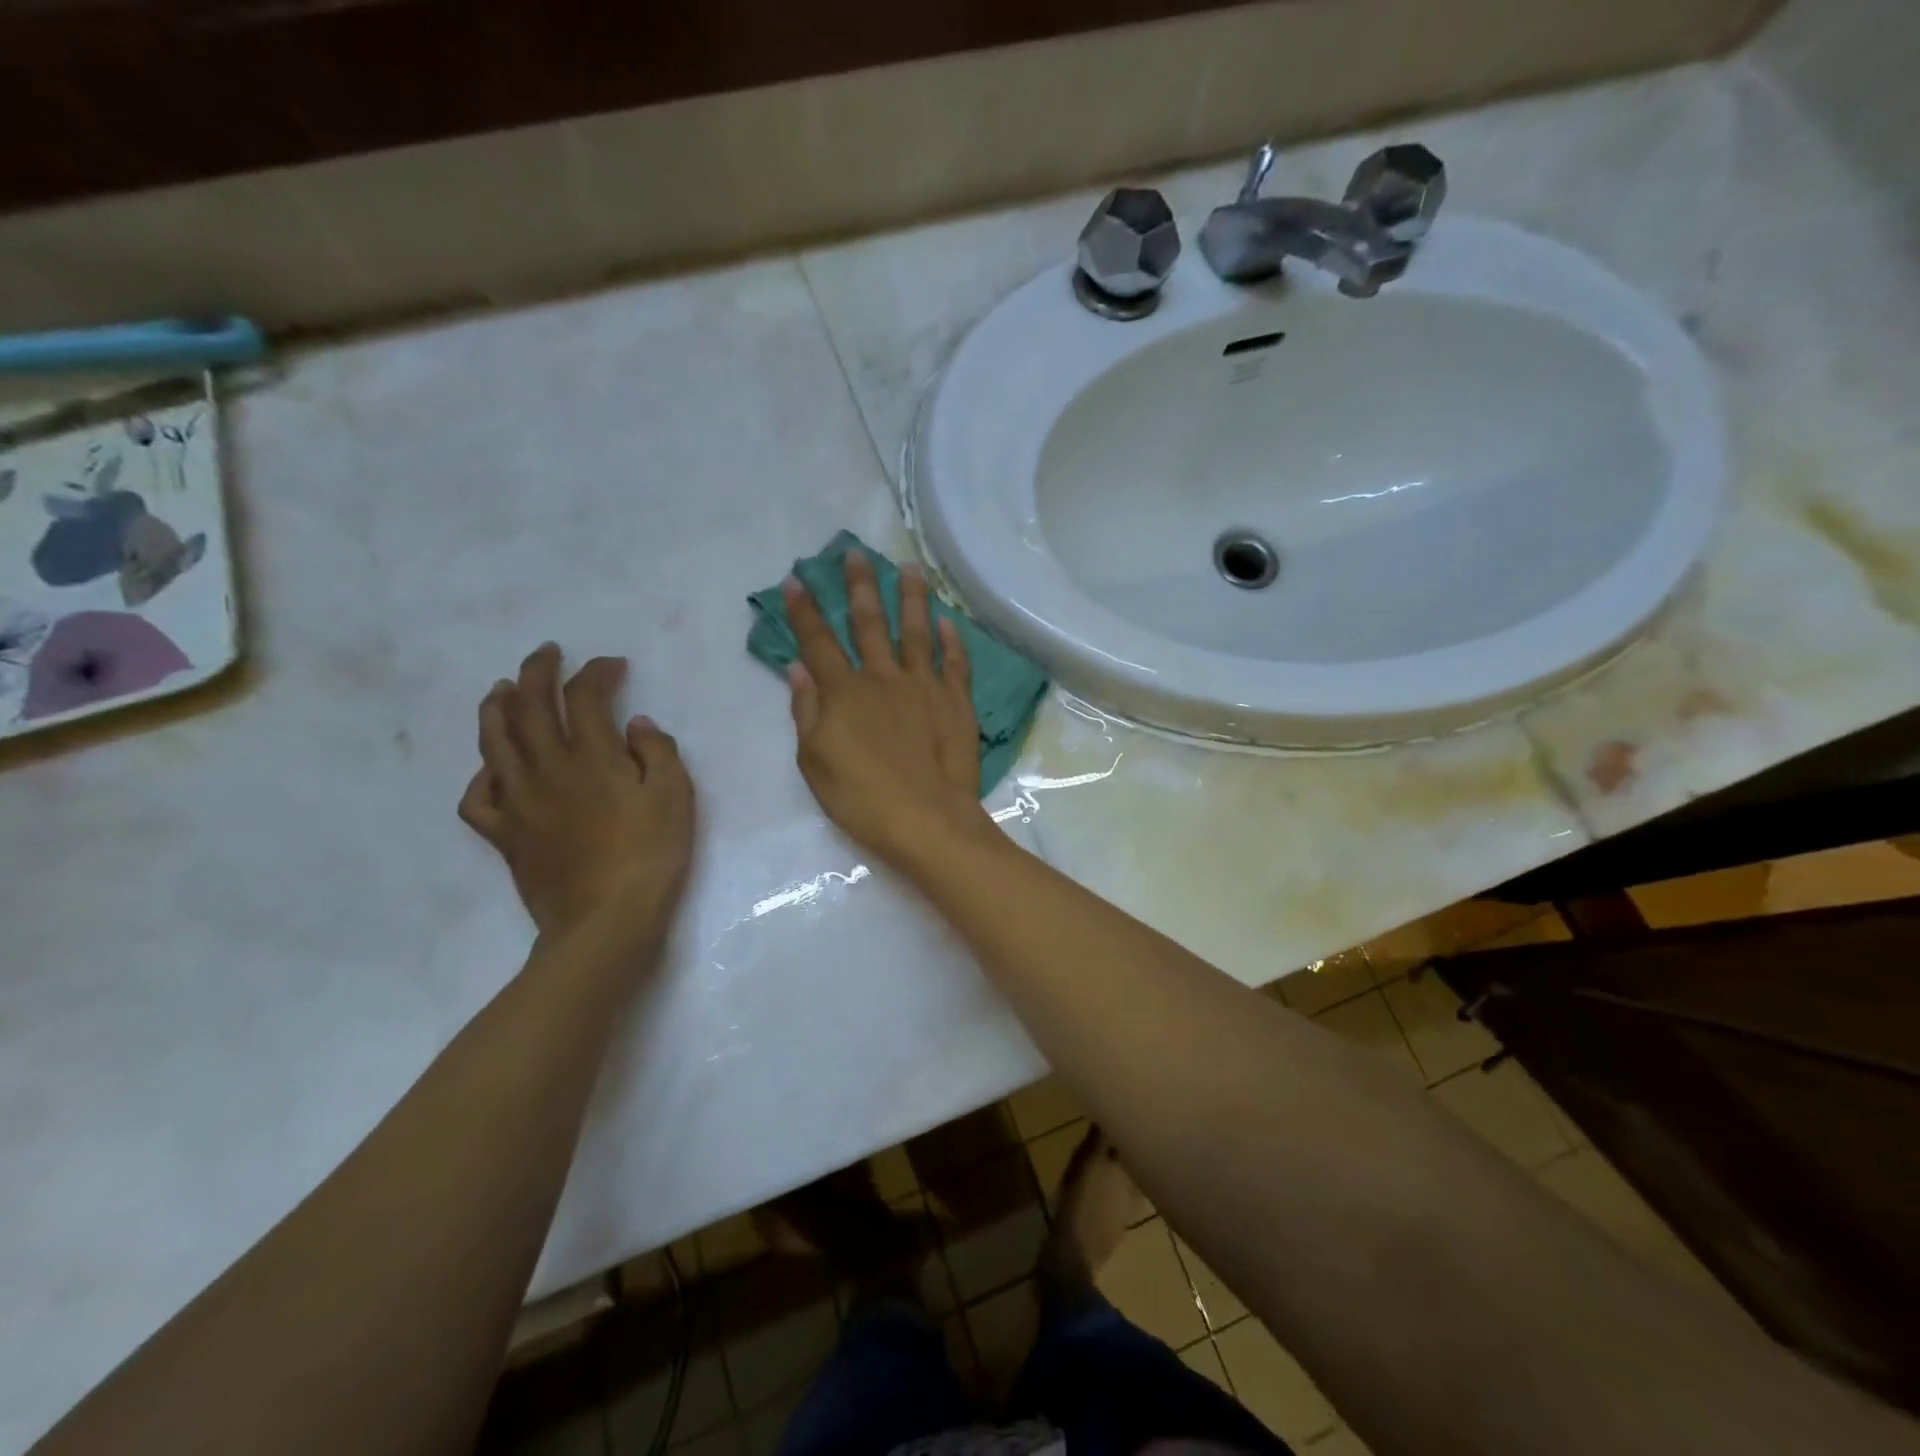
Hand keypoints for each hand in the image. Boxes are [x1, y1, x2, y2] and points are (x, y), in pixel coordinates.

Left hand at [459, 644, 694, 951]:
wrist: (606, 920)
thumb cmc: (651, 855)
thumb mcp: (676, 797)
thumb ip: (658, 752)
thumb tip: (635, 725)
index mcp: (592, 756)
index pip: (585, 696)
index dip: (595, 672)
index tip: (612, 664)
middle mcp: (547, 769)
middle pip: (529, 707)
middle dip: (536, 672)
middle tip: (544, 653)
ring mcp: (519, 802)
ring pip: (494, 742)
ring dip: (496, 707)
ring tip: (501, 689)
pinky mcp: (505, 835)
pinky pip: (479, 797)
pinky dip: (482, 776)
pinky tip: (494, 769)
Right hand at [784, 551, 992, 868]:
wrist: (927, 820)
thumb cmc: (862, 799)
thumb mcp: (815, 762)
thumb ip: (806, 711)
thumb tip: (797, 668)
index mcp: (844, 693)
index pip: (818, 642)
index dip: (804, 611)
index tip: (795, 579)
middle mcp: (883, 678)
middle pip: (869, 623)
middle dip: (859, 586)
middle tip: (855, 554)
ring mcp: (924, 686)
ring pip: (915, 631)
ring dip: (911, 597)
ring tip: (909, 568)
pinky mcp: (956, 702)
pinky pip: (954, 662)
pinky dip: (951, 639)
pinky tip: (947, 620)